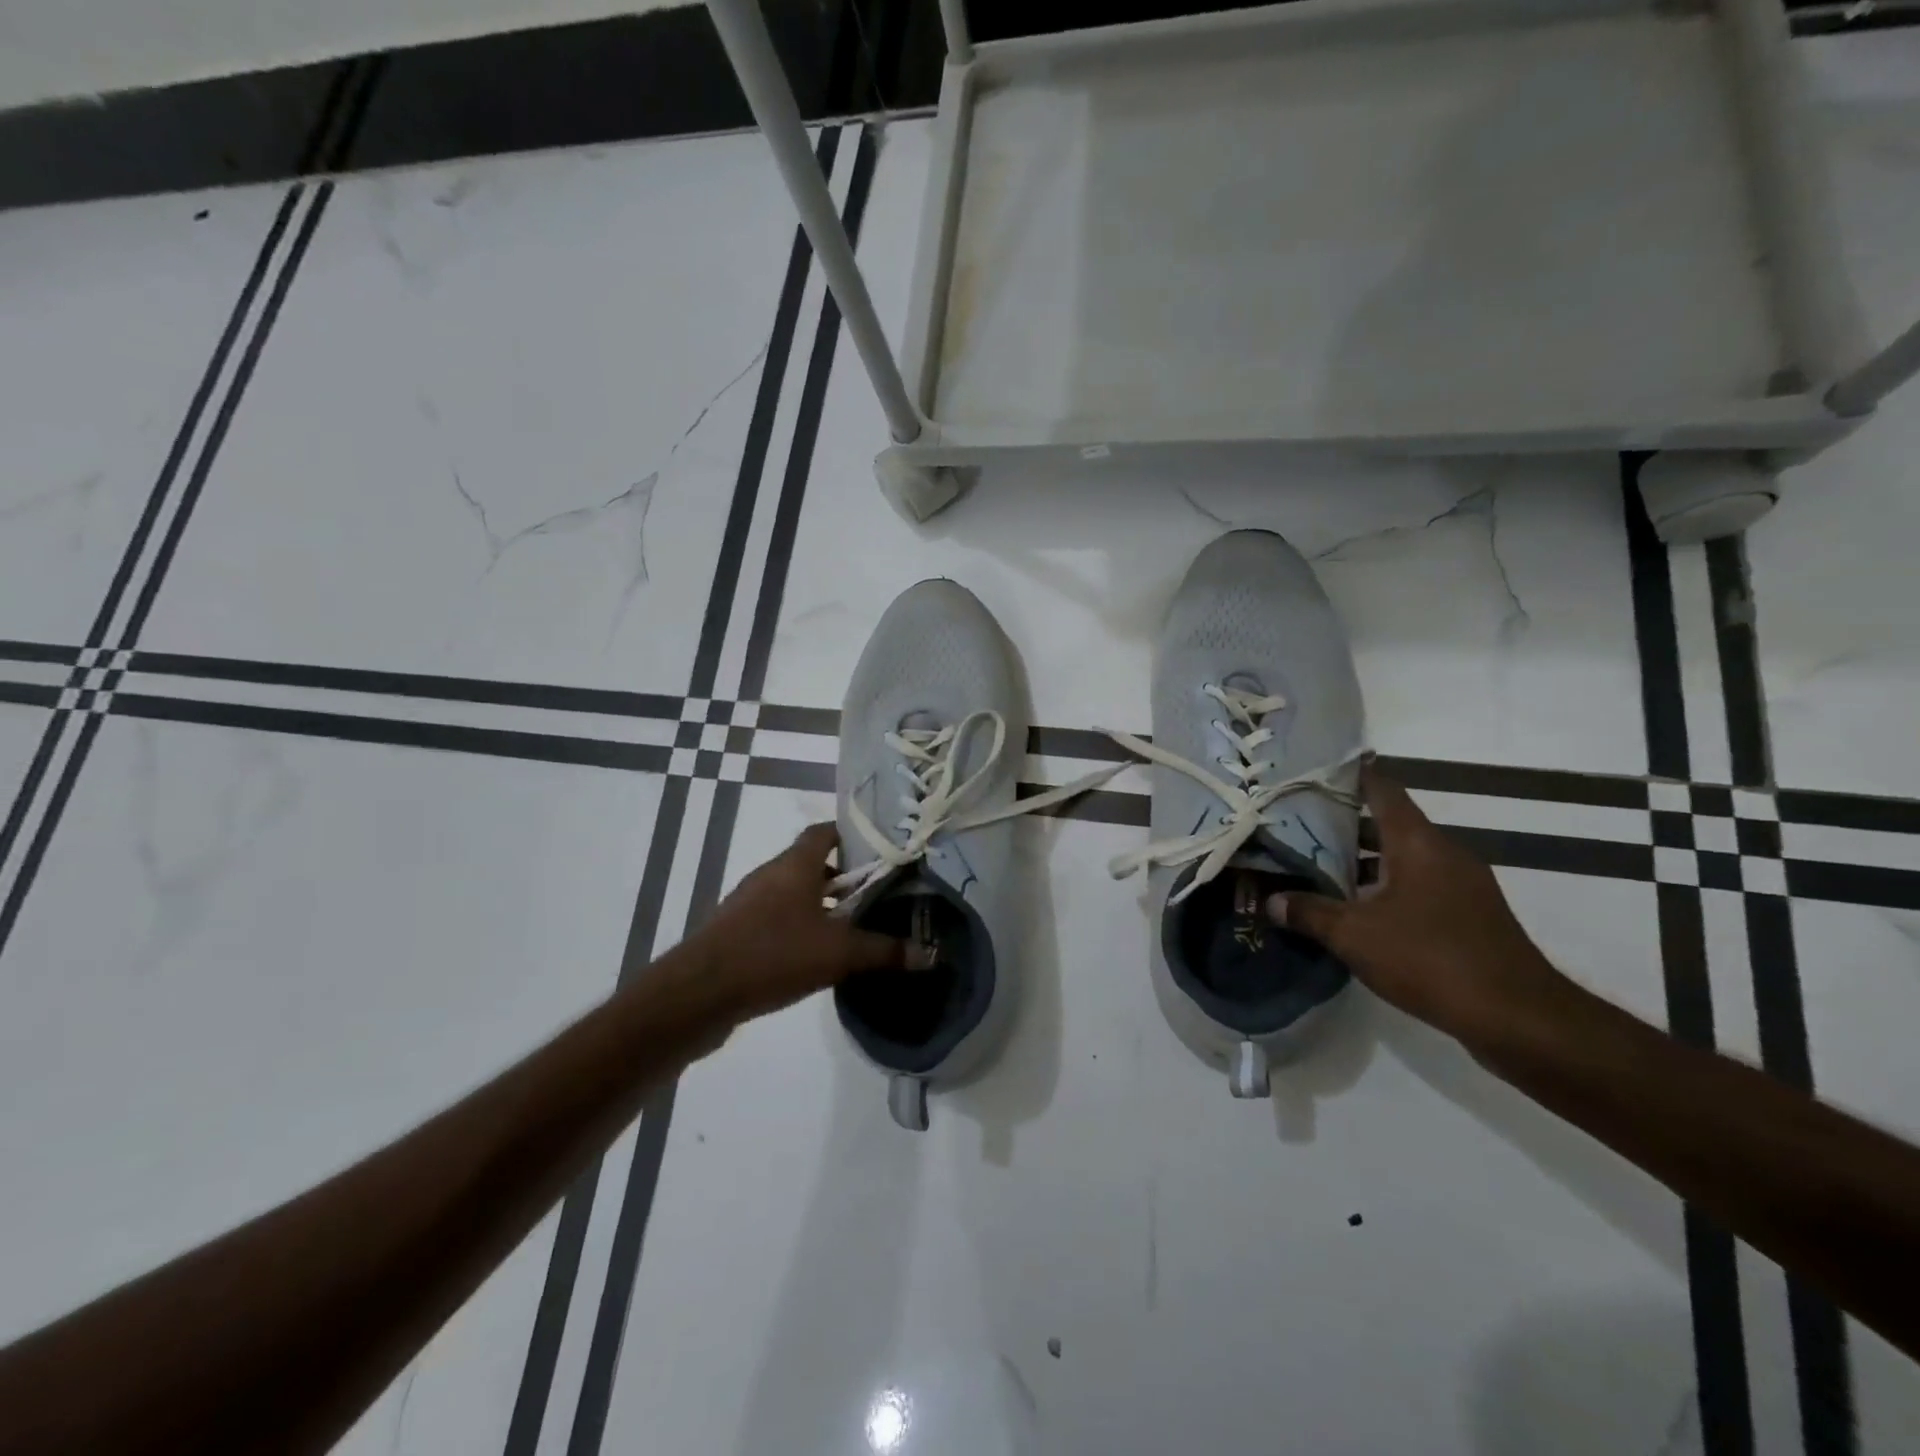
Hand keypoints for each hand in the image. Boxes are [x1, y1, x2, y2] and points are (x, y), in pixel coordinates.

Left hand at [688, 823, 925, 1022]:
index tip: (880, 850)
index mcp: (794, 865)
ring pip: (793, 893)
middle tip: (876, 893)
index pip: (824, 832)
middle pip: (811, 863)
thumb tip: (931, 955)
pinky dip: (799, 927)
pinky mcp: (736, 932)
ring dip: (821, 905)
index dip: (852, 835)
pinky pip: (776, 918)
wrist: (699, 993)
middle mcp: (770, 875)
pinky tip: (817, 955)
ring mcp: (749, 903)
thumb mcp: (839, 954)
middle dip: (843, 876)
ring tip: (853, 926)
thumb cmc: (773, 954)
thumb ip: (885, 951)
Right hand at [1267, 763, 1577, 1051]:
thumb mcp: (1355, 936)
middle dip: (1343, 823)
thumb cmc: (1431, 959)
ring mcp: (1462, 884)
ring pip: (1403, 856)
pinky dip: (1386, 884)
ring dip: (1364, 859)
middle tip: (1297, 825)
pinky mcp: (1469, 914)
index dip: (1348, 775)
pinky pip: (1419, 883)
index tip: (1313, 771)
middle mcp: (1443, 852)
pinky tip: (1357, 908)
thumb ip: (1310, 913)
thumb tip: (1270, 900)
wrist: (1518, 1018)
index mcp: (1418, 842)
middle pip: (1388, 822)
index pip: (1382, 789)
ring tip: (1317, 866)